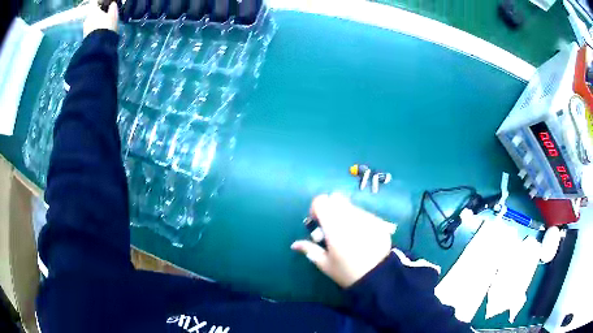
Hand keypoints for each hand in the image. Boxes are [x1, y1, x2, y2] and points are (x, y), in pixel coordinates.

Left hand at [83, 0, 118, 37]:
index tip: (103, 3)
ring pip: (91, 22)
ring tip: (102, 26)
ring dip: (95, 23)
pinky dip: (94, 30)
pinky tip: (99, 33)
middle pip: (92, 13)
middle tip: (104, 16)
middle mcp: (87, 19)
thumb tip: (112, 4)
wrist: (98, 46)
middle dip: (97, 14)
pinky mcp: (84, 38)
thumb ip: (112, 8)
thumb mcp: (114, 15)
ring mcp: (85, 29)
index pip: (94, 3)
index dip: (99, 2)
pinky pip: (90, 30)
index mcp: (93, 11)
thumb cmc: (107, 26)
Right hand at [291, 193, 392, 287]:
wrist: (378, 276)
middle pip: (336, 198)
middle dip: (330, 208)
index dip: (316, 209)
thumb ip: (309, 250)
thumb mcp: (325, 264)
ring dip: (344, 214)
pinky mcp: (378, 221)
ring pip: (350, 205)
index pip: (321, 201)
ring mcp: (366, 217)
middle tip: (330, 226)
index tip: (317, 223)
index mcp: (334, 226)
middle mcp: (350, 216)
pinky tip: (360, 236)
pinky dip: (357, 219)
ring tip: (346, 233)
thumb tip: (294, 245)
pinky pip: (363, 213)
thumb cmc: (347, 272)